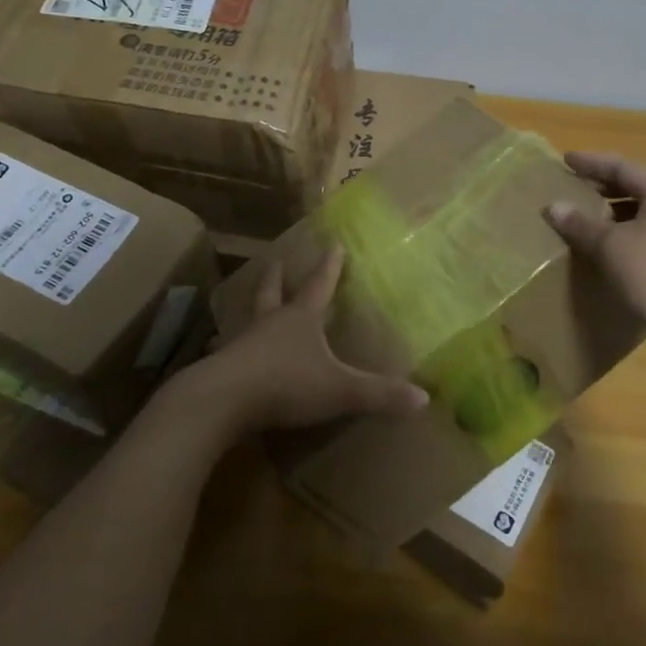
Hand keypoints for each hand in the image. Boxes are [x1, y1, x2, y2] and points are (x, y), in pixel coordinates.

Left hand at [185, 248, 427, 436]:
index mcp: (300, 319)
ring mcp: (241, 343)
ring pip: (247, 318)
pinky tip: (222, 353)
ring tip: (249, 305)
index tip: (333, 244)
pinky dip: (228, 348)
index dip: (329, 266)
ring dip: (251, 309)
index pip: (319, 285)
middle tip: (277, 262)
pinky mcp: (222, 367)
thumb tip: (423, 398)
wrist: (222, 401)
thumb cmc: (286, 384)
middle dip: (278, 277)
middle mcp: (269, 323)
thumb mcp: (339, 390)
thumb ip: (379, 394)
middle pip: (273, 292)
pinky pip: (227, 352)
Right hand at [544, 151, 645, 373]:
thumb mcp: (610, 247)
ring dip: (617, 210)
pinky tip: (612, 246)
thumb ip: (581, 224)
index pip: (624, 166)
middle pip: (639, 185)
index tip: (566, 160)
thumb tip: (554, 207)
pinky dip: (631, 230)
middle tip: (574, 185)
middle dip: (605, 185)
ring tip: (589, 216)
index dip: (592, 162)